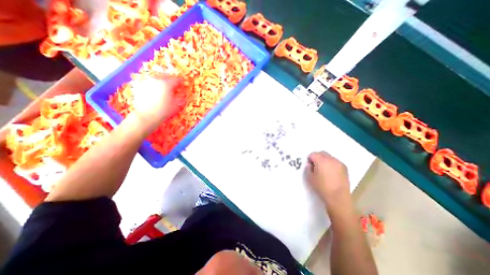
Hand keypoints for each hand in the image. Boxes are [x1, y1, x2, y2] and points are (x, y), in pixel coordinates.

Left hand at [132, 74, 181, 130]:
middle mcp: (156, 80)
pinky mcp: (139, 86)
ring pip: (156, 78)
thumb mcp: (177, 104)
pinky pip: (149, 82)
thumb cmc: (164, 110)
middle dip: (170, 80)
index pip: (176, 80)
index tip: (183, 83)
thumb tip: (183, 92)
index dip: (180, 81)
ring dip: (162, 82)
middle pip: (165, 76)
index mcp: (167, 84)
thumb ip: (181, 96)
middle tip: (174, 86)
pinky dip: (153, 85)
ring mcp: (146, 82)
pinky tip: (155, 91)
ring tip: (164, 88)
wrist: (147, 115)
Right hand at [305, 150, 349, 205]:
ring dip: (325, 160)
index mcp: (321, 160)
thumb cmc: (322, 187)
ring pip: (329, 157)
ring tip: (324, 170)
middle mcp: (331, 159)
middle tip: (315, 167)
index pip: (313, 154)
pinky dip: (331, 164)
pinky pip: (335, 162)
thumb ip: (308, 168)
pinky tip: (331, 173)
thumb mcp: (310, 178)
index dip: (309, 159)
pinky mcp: (345, 168)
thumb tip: (310, 164)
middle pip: (322, 153)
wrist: (338, 198)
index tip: (310, 166)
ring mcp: (339, 163)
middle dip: (317, 157)